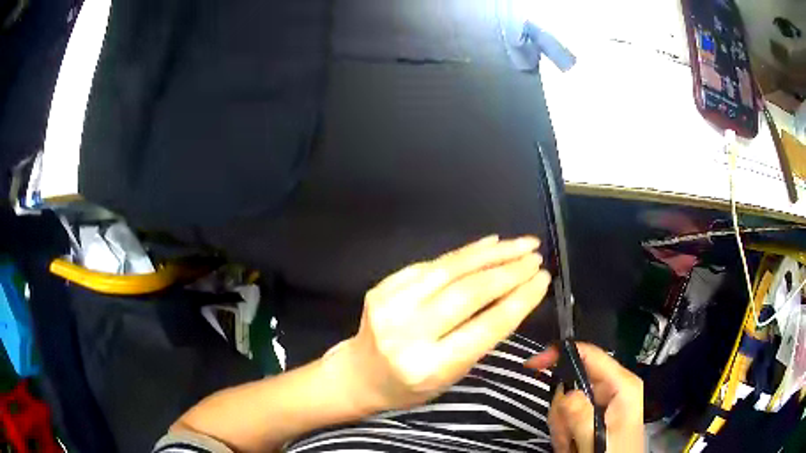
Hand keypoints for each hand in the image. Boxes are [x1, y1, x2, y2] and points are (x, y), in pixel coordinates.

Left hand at [333, 235, 551, 412]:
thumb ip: (480, 338)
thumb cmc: (410, 386)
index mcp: (430, 366)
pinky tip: (488, 244)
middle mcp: (408, 334)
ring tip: (520, 244)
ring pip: (450, 270)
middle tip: (536, 257)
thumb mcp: (452, 375)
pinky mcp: (382, 287)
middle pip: (469, 293)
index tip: (543, 279)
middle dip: (509, 271)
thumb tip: (514, 295)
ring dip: (491, 254)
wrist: (360, 375)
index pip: (487, 326)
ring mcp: (390, 306)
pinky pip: (430, 264)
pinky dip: (463, 253)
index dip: (520, 299)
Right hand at [526, 343, 643, 452]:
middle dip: (562, 409)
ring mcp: (605, 400)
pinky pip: (570, 412)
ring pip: (568, 399)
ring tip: (569, 443)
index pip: (590, 354)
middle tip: (564, 434)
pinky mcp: (597, 412)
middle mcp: (614, 386)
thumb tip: (564, 391)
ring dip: (562, 423)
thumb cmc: (613, 452)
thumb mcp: (596, 437)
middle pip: (574, 380)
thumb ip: (580, 414)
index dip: (561, 353)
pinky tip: (571, 443)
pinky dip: (564, 429)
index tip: (533, 365)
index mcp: (621, 384)